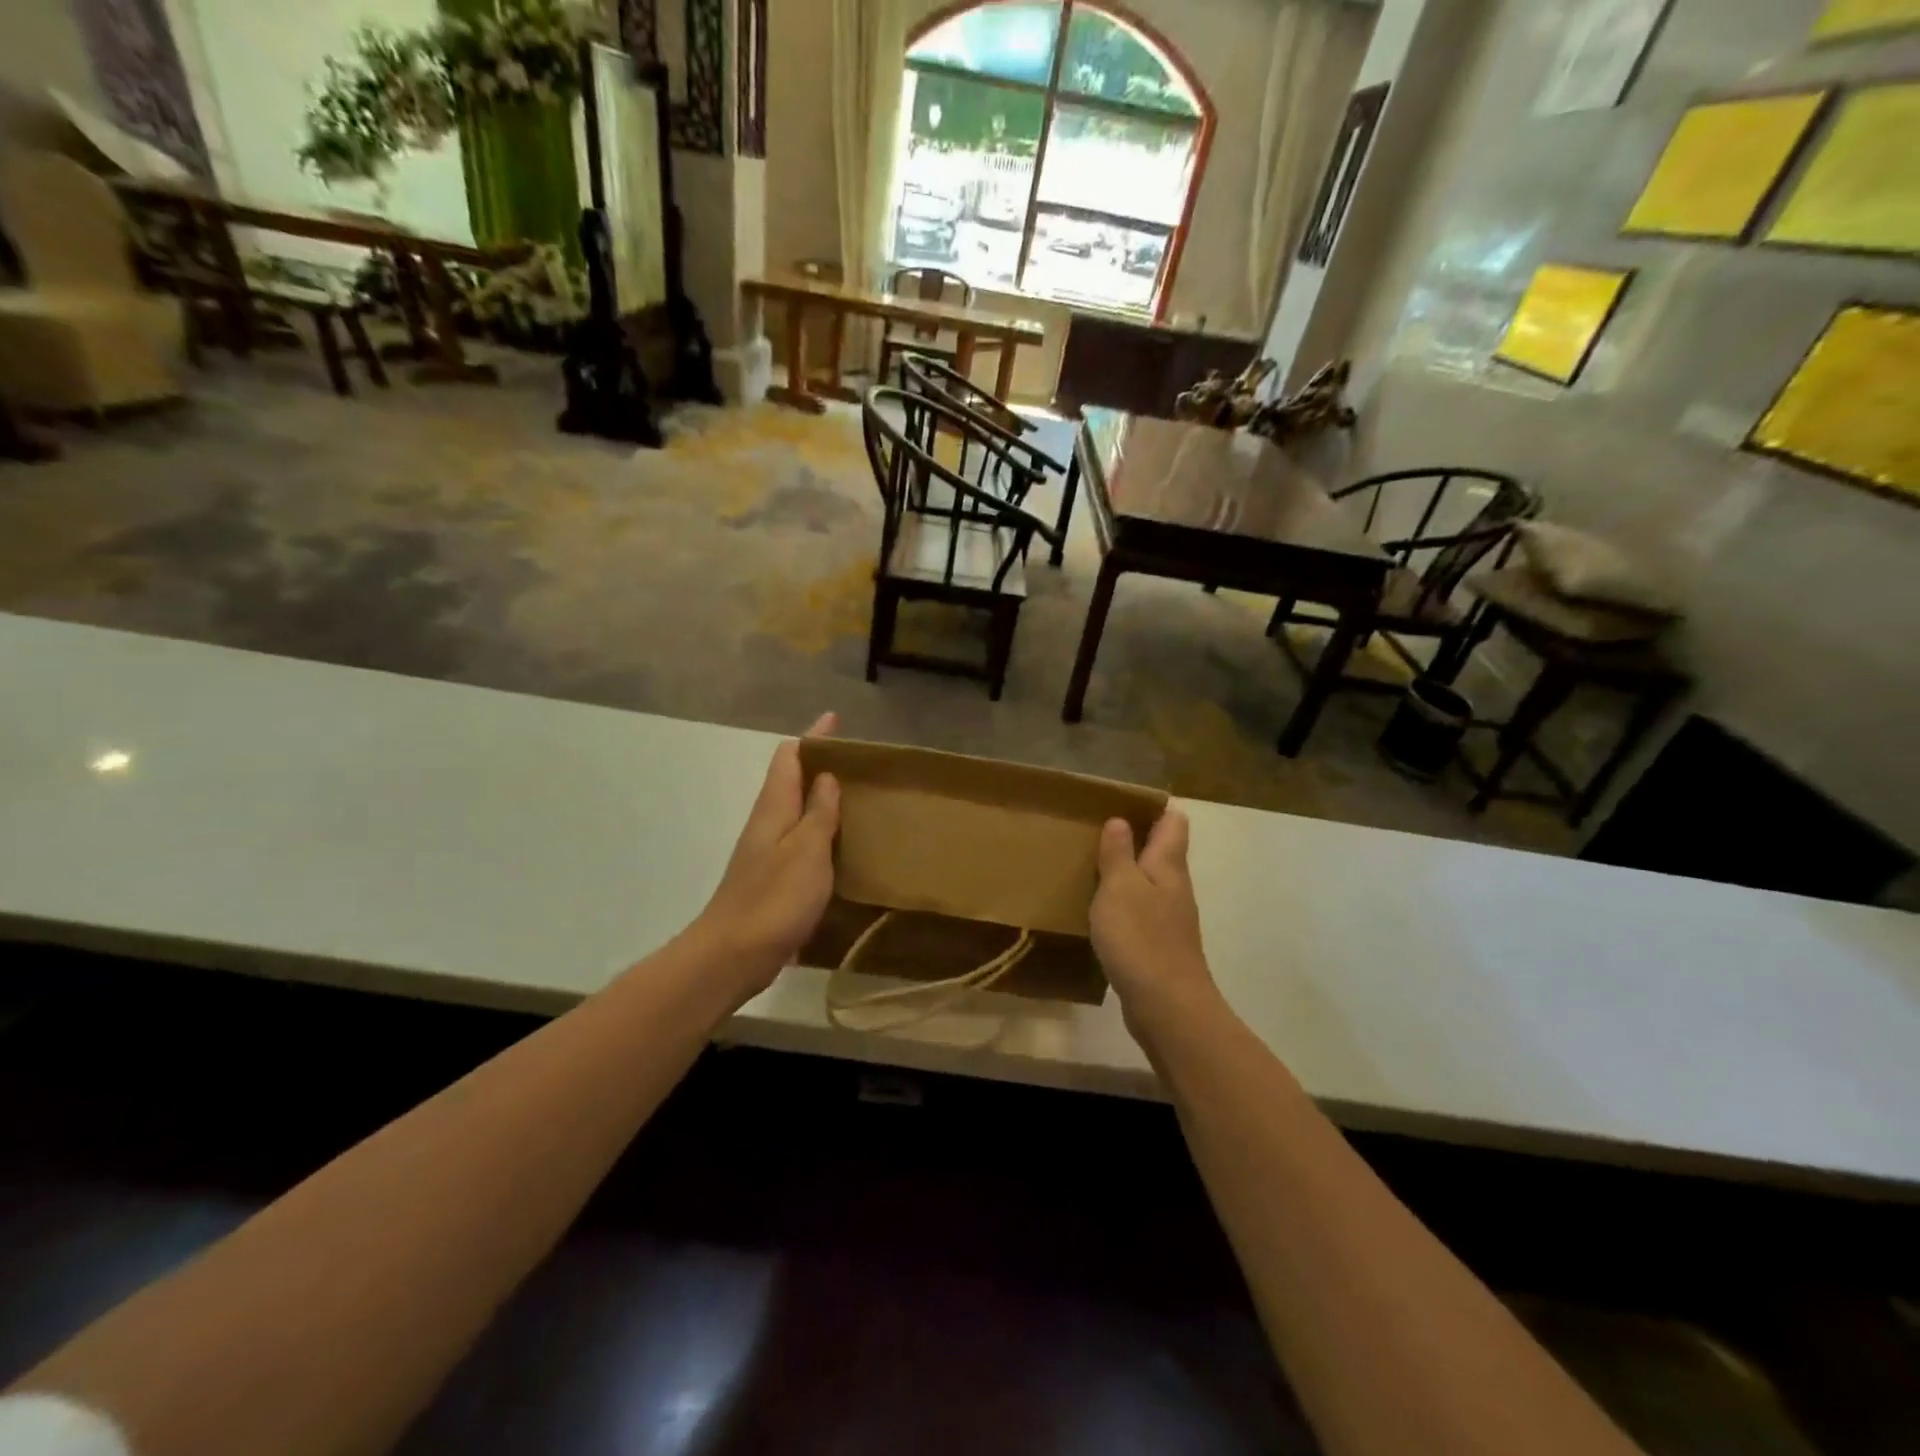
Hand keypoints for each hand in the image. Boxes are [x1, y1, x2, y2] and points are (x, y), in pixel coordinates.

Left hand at [692, 712, 840, 997]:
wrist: (732, 956)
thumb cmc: (774, 898)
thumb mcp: (807, 850)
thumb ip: (818, 813)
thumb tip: (826, 778)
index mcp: (774, 809)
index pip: (789, 758)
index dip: (812, 736)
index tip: (834, 719)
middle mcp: (767, 824)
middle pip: (791, 781)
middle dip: (819, 765)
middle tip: (858, 764)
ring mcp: (766, 853)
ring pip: (795, 812)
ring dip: (820, 799)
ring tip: (856, 798)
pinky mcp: (771, 880)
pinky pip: (799, 841)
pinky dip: (819, 832)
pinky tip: (839, 845)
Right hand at [1091, 809, 1217, 1037]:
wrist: (1167, 1007)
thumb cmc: (1141, 938)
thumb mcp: (1119, 887)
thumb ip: (1118, 853)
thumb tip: (1120, 820)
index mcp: (1168, 865)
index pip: (1173, 822)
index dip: (1152, 807)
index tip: (1118, 803)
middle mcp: (1175, 887)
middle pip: (1162, 851)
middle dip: (1134, 838)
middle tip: (1094, 832)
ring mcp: (1170, 918)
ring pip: (1150, 882)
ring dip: (1126, 872)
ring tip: (1090, 867)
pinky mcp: (1160, 946)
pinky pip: (1142, 911)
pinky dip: (1123, 903)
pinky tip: (1100, 912)